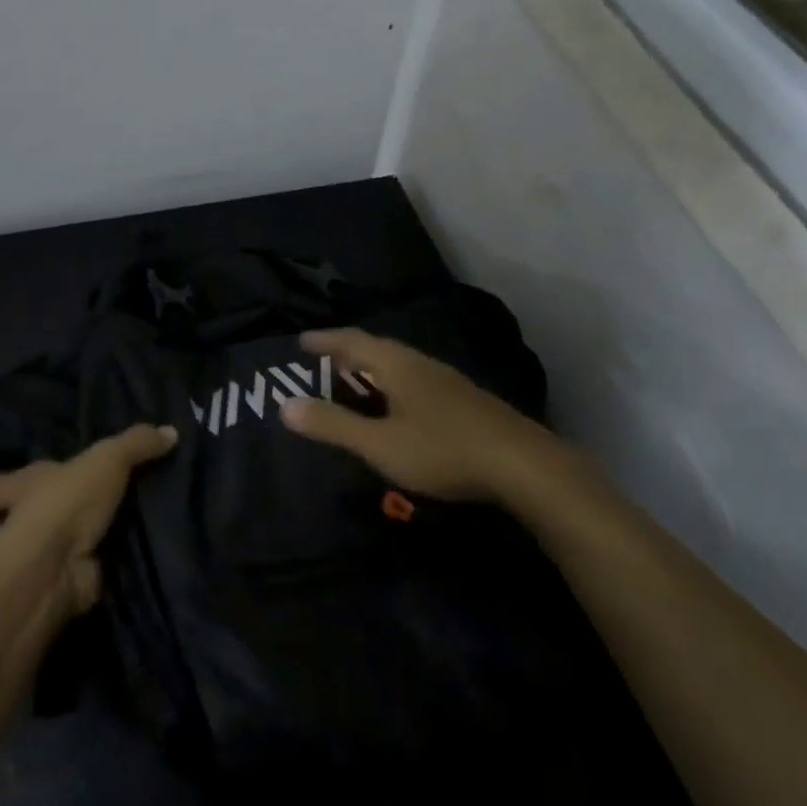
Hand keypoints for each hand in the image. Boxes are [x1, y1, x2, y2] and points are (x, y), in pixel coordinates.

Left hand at [0, 423, 177, 616]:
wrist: (57, 568)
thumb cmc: (67, 503)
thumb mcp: (108, 459)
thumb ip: (136, 443)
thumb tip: (170, 430)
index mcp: (19, 486)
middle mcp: (14, 524)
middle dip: (13, 526)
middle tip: (51, 519)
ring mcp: (28, 563)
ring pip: (26, 558)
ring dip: (45, 555)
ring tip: (83, 544)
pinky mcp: (51, 590)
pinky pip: (63, 580)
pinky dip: (78, 577)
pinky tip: (105, 568)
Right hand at [279, 329, 554, 502]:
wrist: (521, 464)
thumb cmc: (442, 450)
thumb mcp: (380, 444)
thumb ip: (333, 425)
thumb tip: (285, 406)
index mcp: (397, 366)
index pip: (353, 342)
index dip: (325, 340)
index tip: (301, 341)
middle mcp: (421, 363)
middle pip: (378, 348)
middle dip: (348, 352)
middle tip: (325, 358)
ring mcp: (447, 380)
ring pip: (400, 364)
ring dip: (373, 367)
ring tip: (357, 379)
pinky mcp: (464, 400)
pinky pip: (416, 379)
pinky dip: (394, 383)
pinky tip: (400, 404)